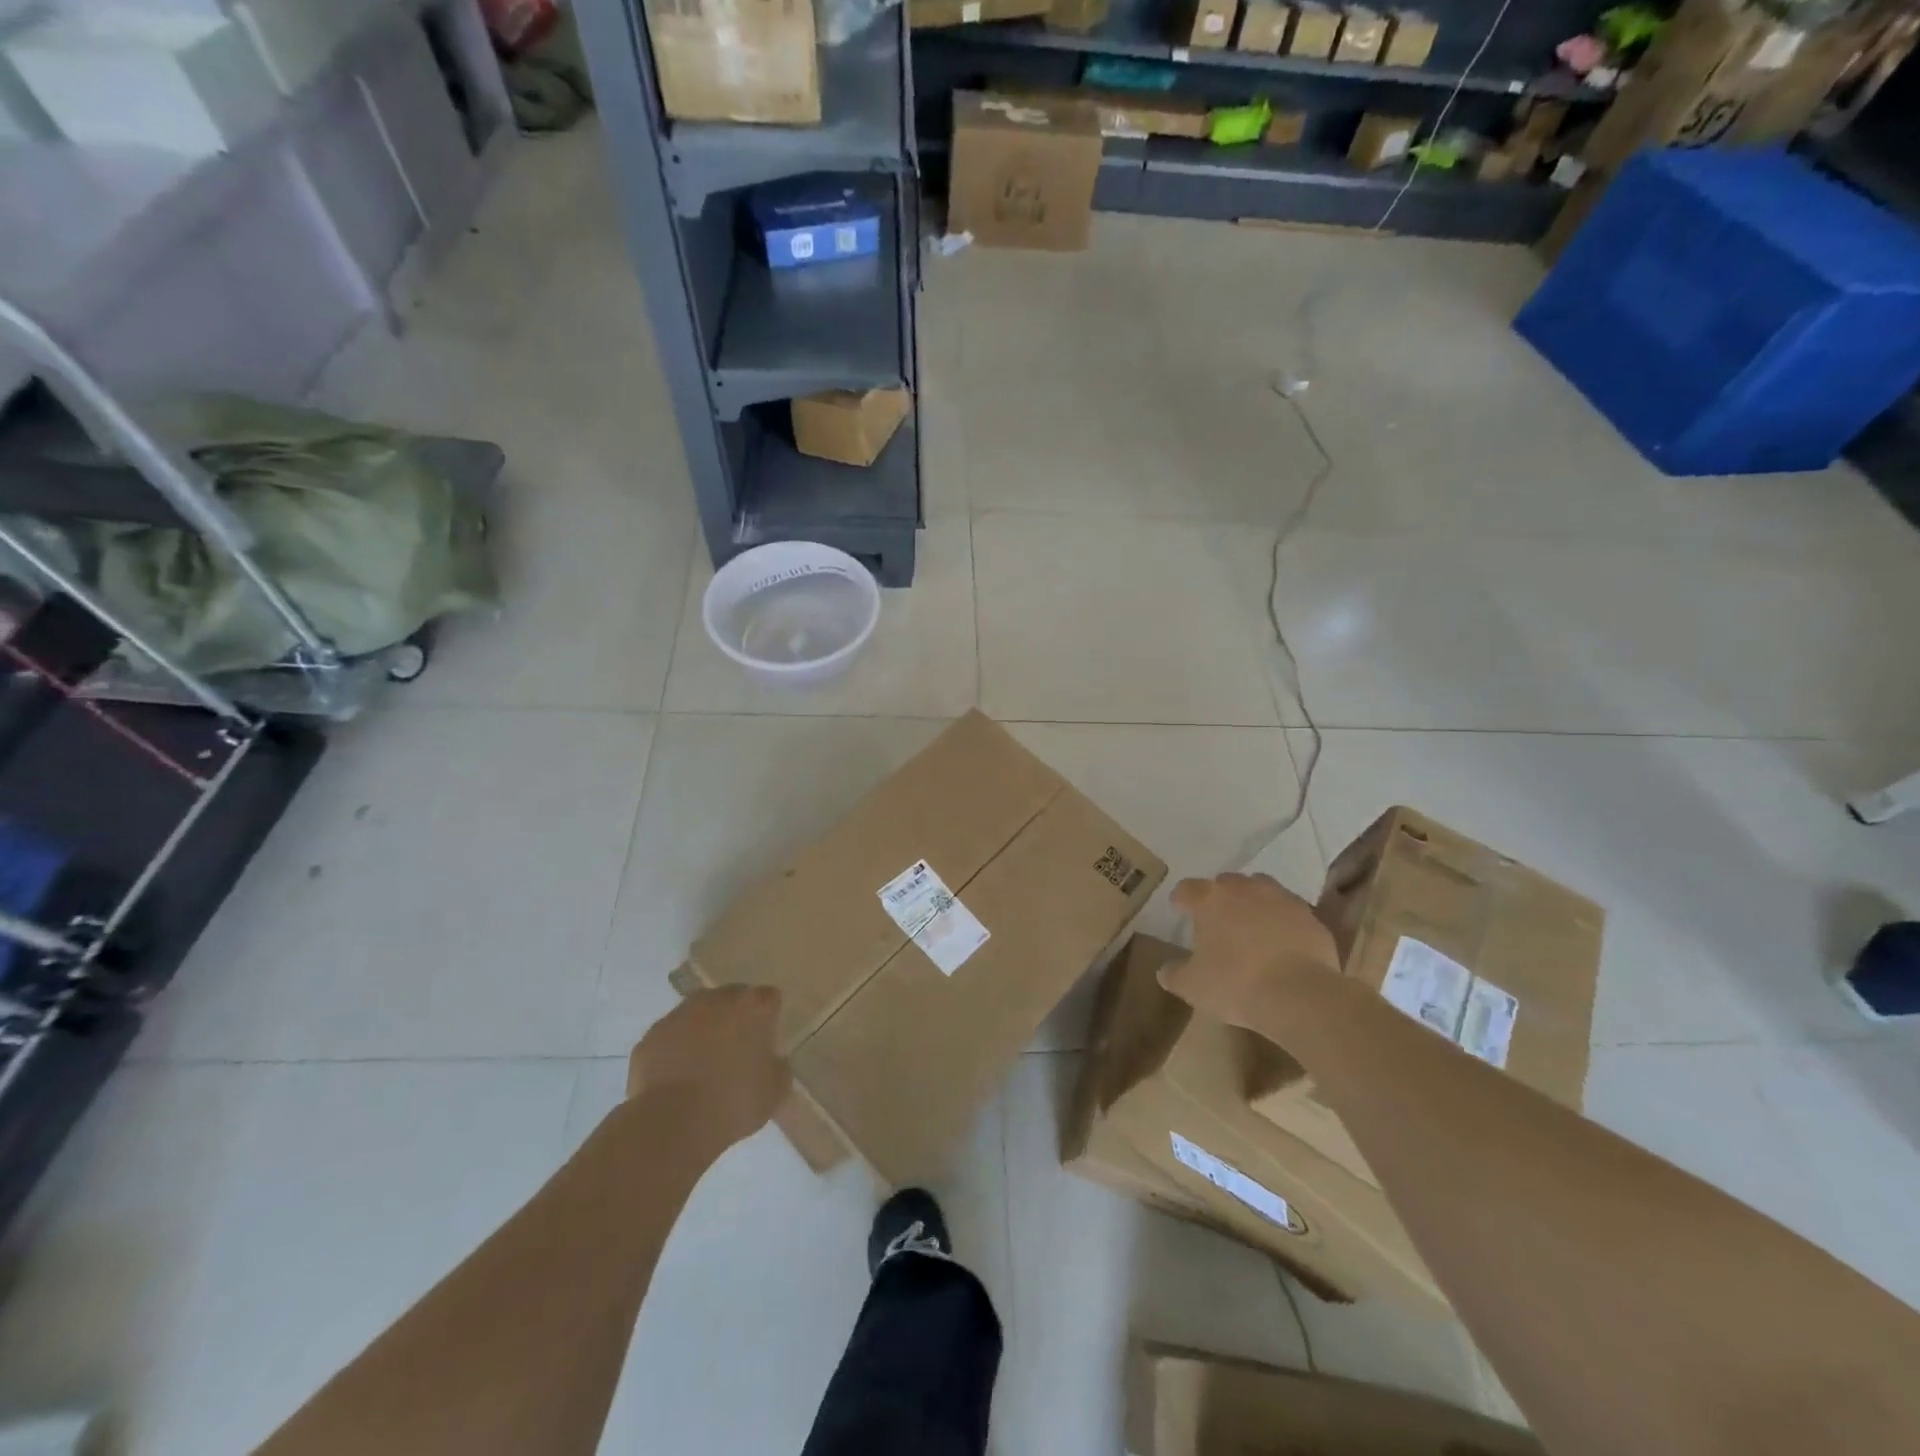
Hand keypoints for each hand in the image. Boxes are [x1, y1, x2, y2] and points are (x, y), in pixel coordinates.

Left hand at [627, 986, 790, 1149]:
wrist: (672, 1124)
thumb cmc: (734, 1103)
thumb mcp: (775, 1092)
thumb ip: (779, 1069)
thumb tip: (772, 1063)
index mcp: (753, 1006)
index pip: (769, 998)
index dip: (768, 1019)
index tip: (766, 1042)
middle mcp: (716, 999)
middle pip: (731, 998)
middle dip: (734, 1018)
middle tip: (736, 1052)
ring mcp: (679, 1015)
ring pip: (697, 1014)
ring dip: (702, 1031)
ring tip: (703, 1067)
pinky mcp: (650, 1037)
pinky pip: (669, 1038)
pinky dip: (674, 1051)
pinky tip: (677, 1079)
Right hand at [1160, 872, 1338, 1030]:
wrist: (1300, 995)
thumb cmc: (1235, 984)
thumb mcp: (1192, 986)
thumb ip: (1174, 973)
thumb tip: (1165, 969)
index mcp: (1210, 899)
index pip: (1187, 888)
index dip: (1181, 899)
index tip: (1179, 909)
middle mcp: (1244, 889)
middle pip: (1226, 882)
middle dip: (1219, 896)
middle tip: (1217, 918)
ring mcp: (1281, 899)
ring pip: (1261, 888)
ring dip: (1253, 900)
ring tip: (1251, 923)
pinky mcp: (1310, 917)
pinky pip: (1290, 910)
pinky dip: (1282, 919)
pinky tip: (1281, 940)